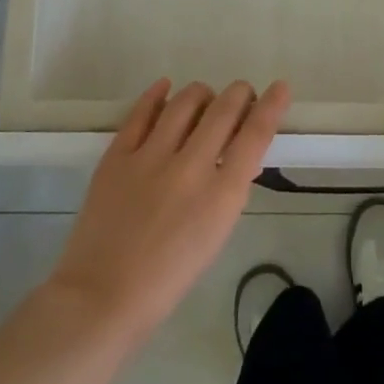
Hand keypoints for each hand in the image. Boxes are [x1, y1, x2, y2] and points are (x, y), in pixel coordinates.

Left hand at [49, 79, 289, 342]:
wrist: (102, 296)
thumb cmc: (168, 276)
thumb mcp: (215, 234)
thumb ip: (228, 190)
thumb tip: (237, 156)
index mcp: (222, 195)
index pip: (255, 134)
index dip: (272, 106)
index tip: (280, 87)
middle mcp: (190, 167)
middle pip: (224, 109)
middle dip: (240, 94)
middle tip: (242, 94)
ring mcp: (150, 157)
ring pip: (185, 102)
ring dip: (202, 94)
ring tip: (204, 98)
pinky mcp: (117, 156)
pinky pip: (141, 112)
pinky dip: (157, 95)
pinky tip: (165, 88)